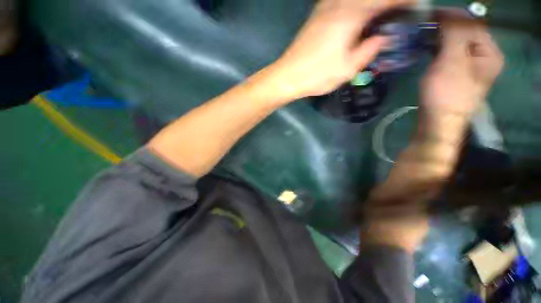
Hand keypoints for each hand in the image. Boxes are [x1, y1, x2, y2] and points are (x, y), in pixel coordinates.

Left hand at [267, 0, 415, 100]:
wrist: (288, 76)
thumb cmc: (317, 75)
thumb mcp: (348, 68)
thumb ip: (370, 49)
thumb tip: (383, 37)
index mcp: (351, 14)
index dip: (404, 0)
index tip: (416, 5)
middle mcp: (339, 3)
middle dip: (388, 2)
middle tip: (398, 13)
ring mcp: (325, 7)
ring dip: (372, 5)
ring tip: (381, 18)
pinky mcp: (317, 15)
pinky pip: (344, 2)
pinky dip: (357, 6)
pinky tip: (360, 18)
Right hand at [421, 10, 503, 119]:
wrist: (438, 123)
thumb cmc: (446, 94)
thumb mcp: (452, 61)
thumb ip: (454, 33)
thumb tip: (448, 13)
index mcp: (489, 52)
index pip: (473, 23)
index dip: (453, 15)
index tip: (430, 14)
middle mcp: (484, 57)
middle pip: (466, 33)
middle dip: (446, 26)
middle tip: (425, 26)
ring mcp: (470, 67)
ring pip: (457, 44)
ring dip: (441, 37)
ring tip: (424, 36)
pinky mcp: (456, 75)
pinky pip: (450, 55)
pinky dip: (439, 49)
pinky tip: (428, 50)